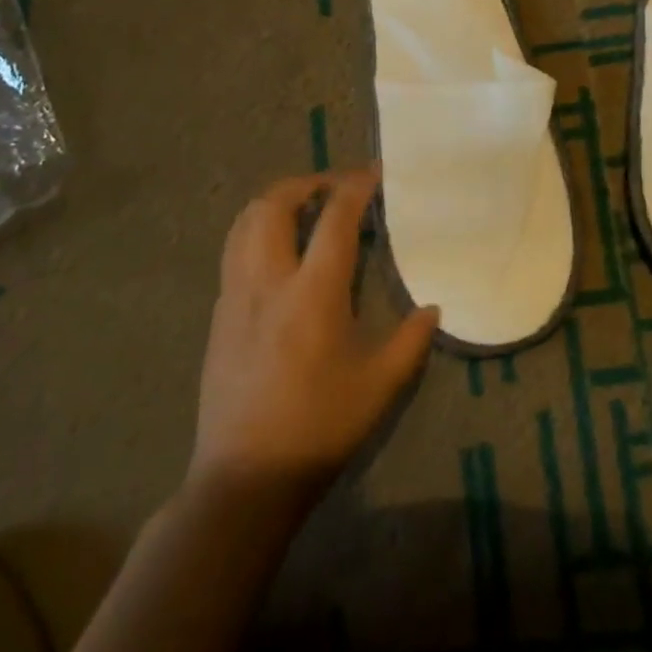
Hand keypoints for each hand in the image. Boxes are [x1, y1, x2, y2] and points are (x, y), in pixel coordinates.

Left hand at [189, 168, 439, 505]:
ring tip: (303, 209)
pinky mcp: (218, 315)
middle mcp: (268, 281)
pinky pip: (233, 251)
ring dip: (275, 202)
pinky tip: (279, 254)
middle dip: (306, 183)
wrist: (245, 477)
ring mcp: (235, 296)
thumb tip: (432, 308)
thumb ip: (411, 341)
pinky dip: (256, 231)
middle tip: (334, 189)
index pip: (334, 218)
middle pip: (274, 204)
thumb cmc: (319, 428)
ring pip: (244, 223)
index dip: (356, 186)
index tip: (375, 174)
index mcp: (312, 293)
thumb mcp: (380, 387)